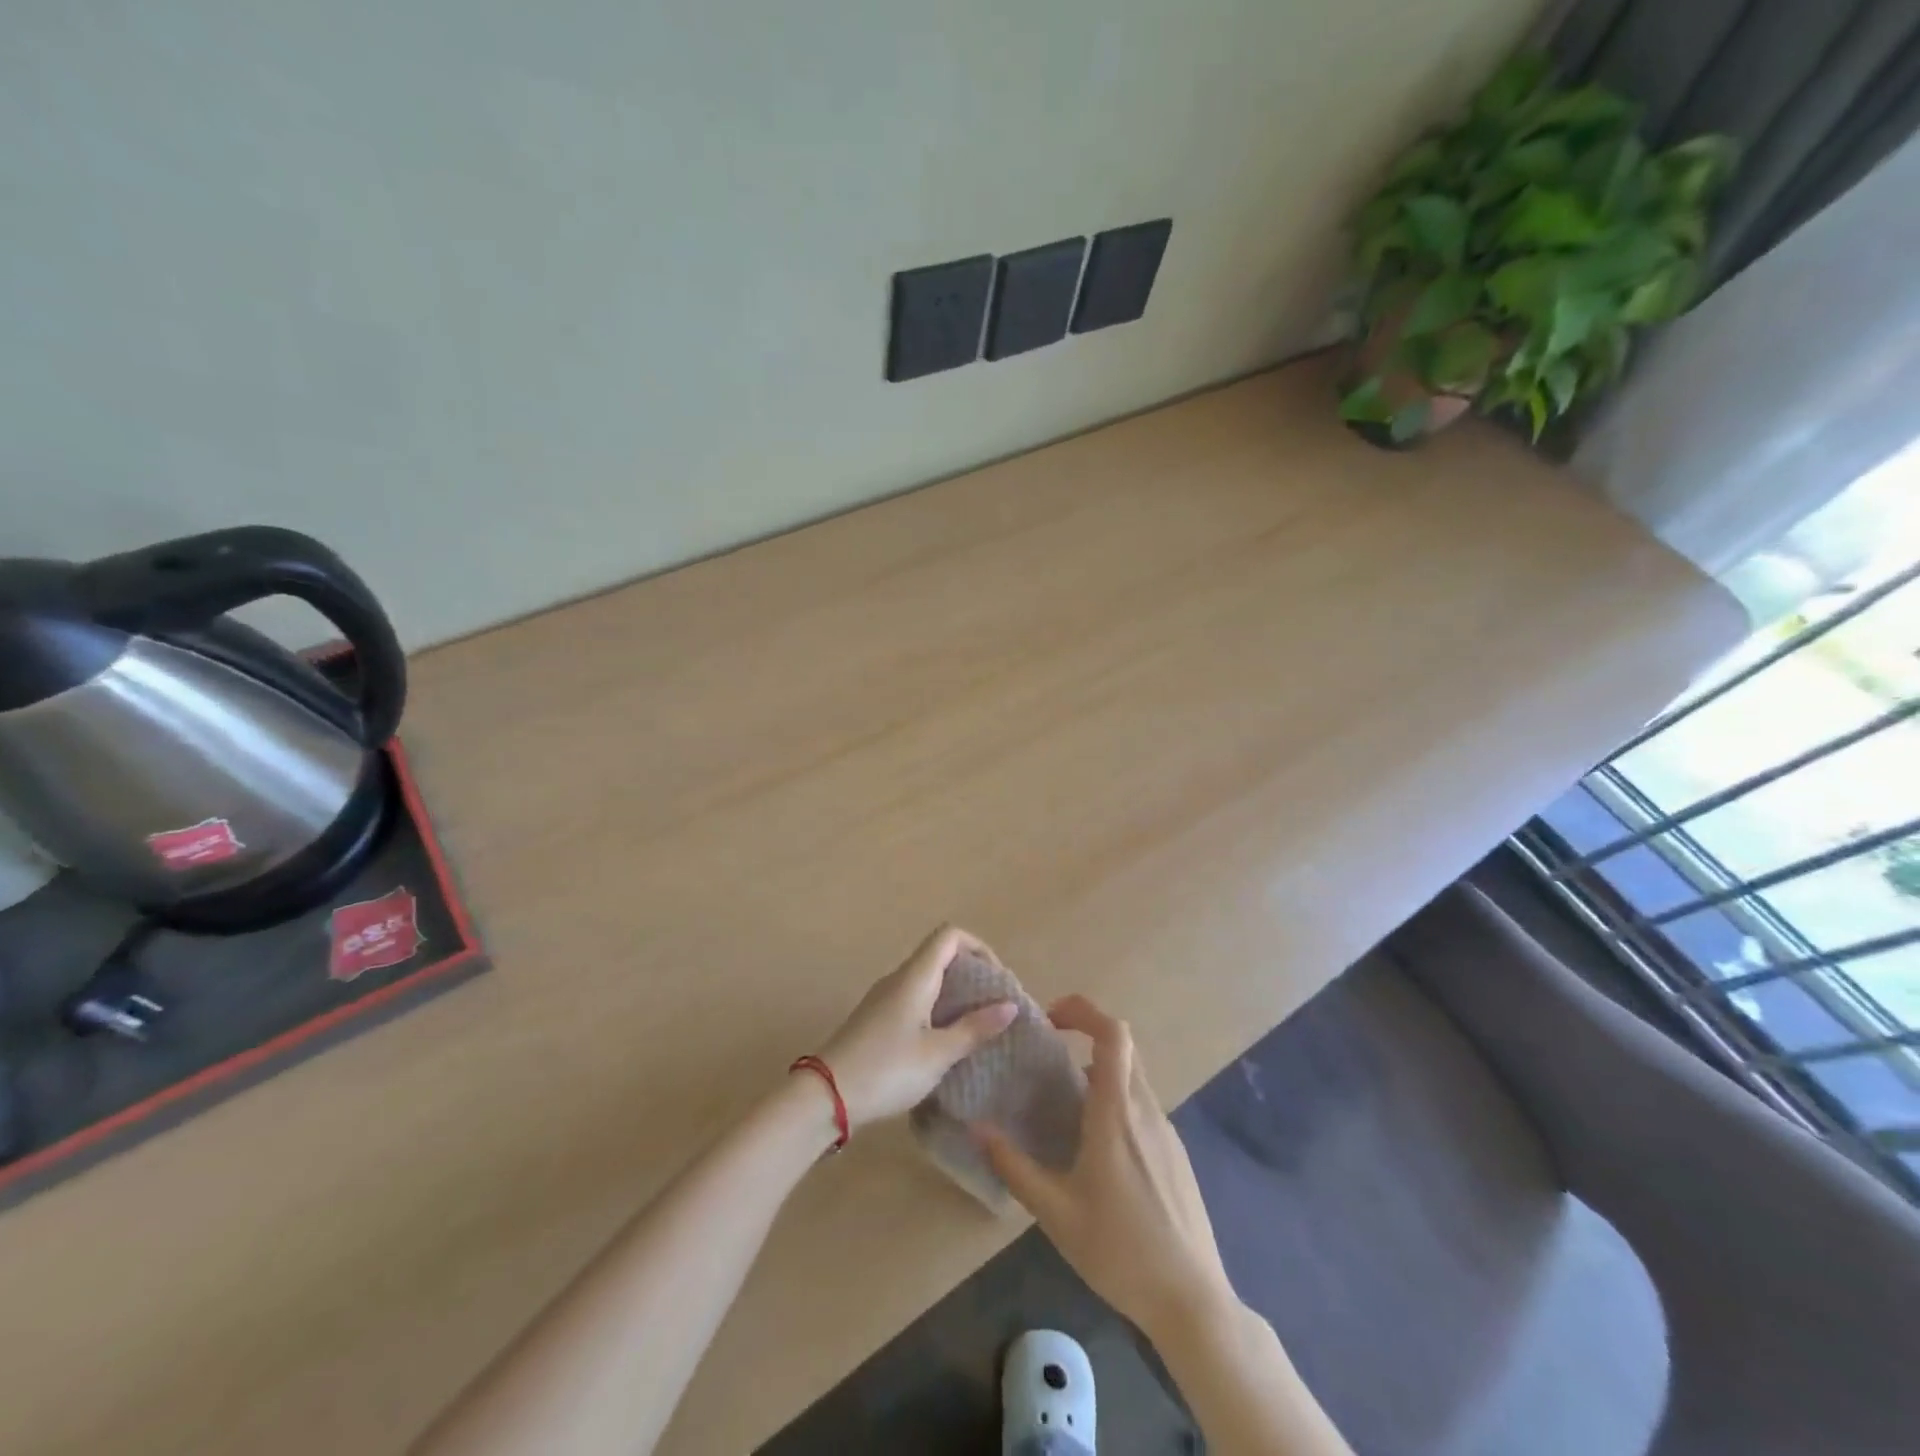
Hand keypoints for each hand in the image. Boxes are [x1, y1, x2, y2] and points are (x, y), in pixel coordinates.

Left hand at [816, 925, 1016, 1129]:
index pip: (949, 935)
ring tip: (976, 1026)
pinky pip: (914, 999)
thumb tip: (1009, 1005)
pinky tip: (945, 1042)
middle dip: (971, 974)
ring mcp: (883, 998)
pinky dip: (936, 1009)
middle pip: (939, 955)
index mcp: (915, 977)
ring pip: (926, 979)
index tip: (996, 980)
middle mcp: (898, 978)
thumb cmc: (887, 1070)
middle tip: (993, 1006)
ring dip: (954, 994)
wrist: (824, 1097)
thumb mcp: (938, 1054)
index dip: (978, 947)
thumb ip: (974, 1029)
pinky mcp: (875, 1019)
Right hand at [976, 994, 1235, 1342]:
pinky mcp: (1176, 1154)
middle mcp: (1146, 1110)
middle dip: (1087, 1035)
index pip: (1113, 1034)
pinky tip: (1098, 1148)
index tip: (1051, 1018)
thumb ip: (1014, 1167)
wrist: (1192, 1300)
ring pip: (1134, 1078)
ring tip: (1065, 1103)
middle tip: (1051, 1052)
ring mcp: (1166, 1131)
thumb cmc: (1119, 1251)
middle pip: (1123, 1048)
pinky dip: (1118, 1102)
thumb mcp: (1056, 1213)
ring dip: (1101, 1072)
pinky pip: (1144, 1107)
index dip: (1084, 1011)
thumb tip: (976, 1128)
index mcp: (1117, 1112)